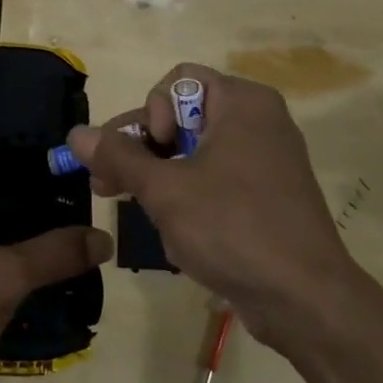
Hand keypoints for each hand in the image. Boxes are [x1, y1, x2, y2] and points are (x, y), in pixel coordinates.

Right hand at [66, 62, 366, 360]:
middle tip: (107, 184)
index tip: (153, 152)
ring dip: (161, 180)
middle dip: (143, 151)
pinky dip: (190, 197)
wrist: (306, 300)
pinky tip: (177, 234)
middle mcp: (258, 121)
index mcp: (242, 102)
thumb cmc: (233, 227)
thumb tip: (77, 134)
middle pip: (183, 116)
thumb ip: (117, 156)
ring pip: (195, 153)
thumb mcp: (165, 190)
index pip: (177, 82)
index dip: (153, 112)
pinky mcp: (268, 196)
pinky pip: (217, 180)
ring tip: (141, 213)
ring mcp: (266, 160)